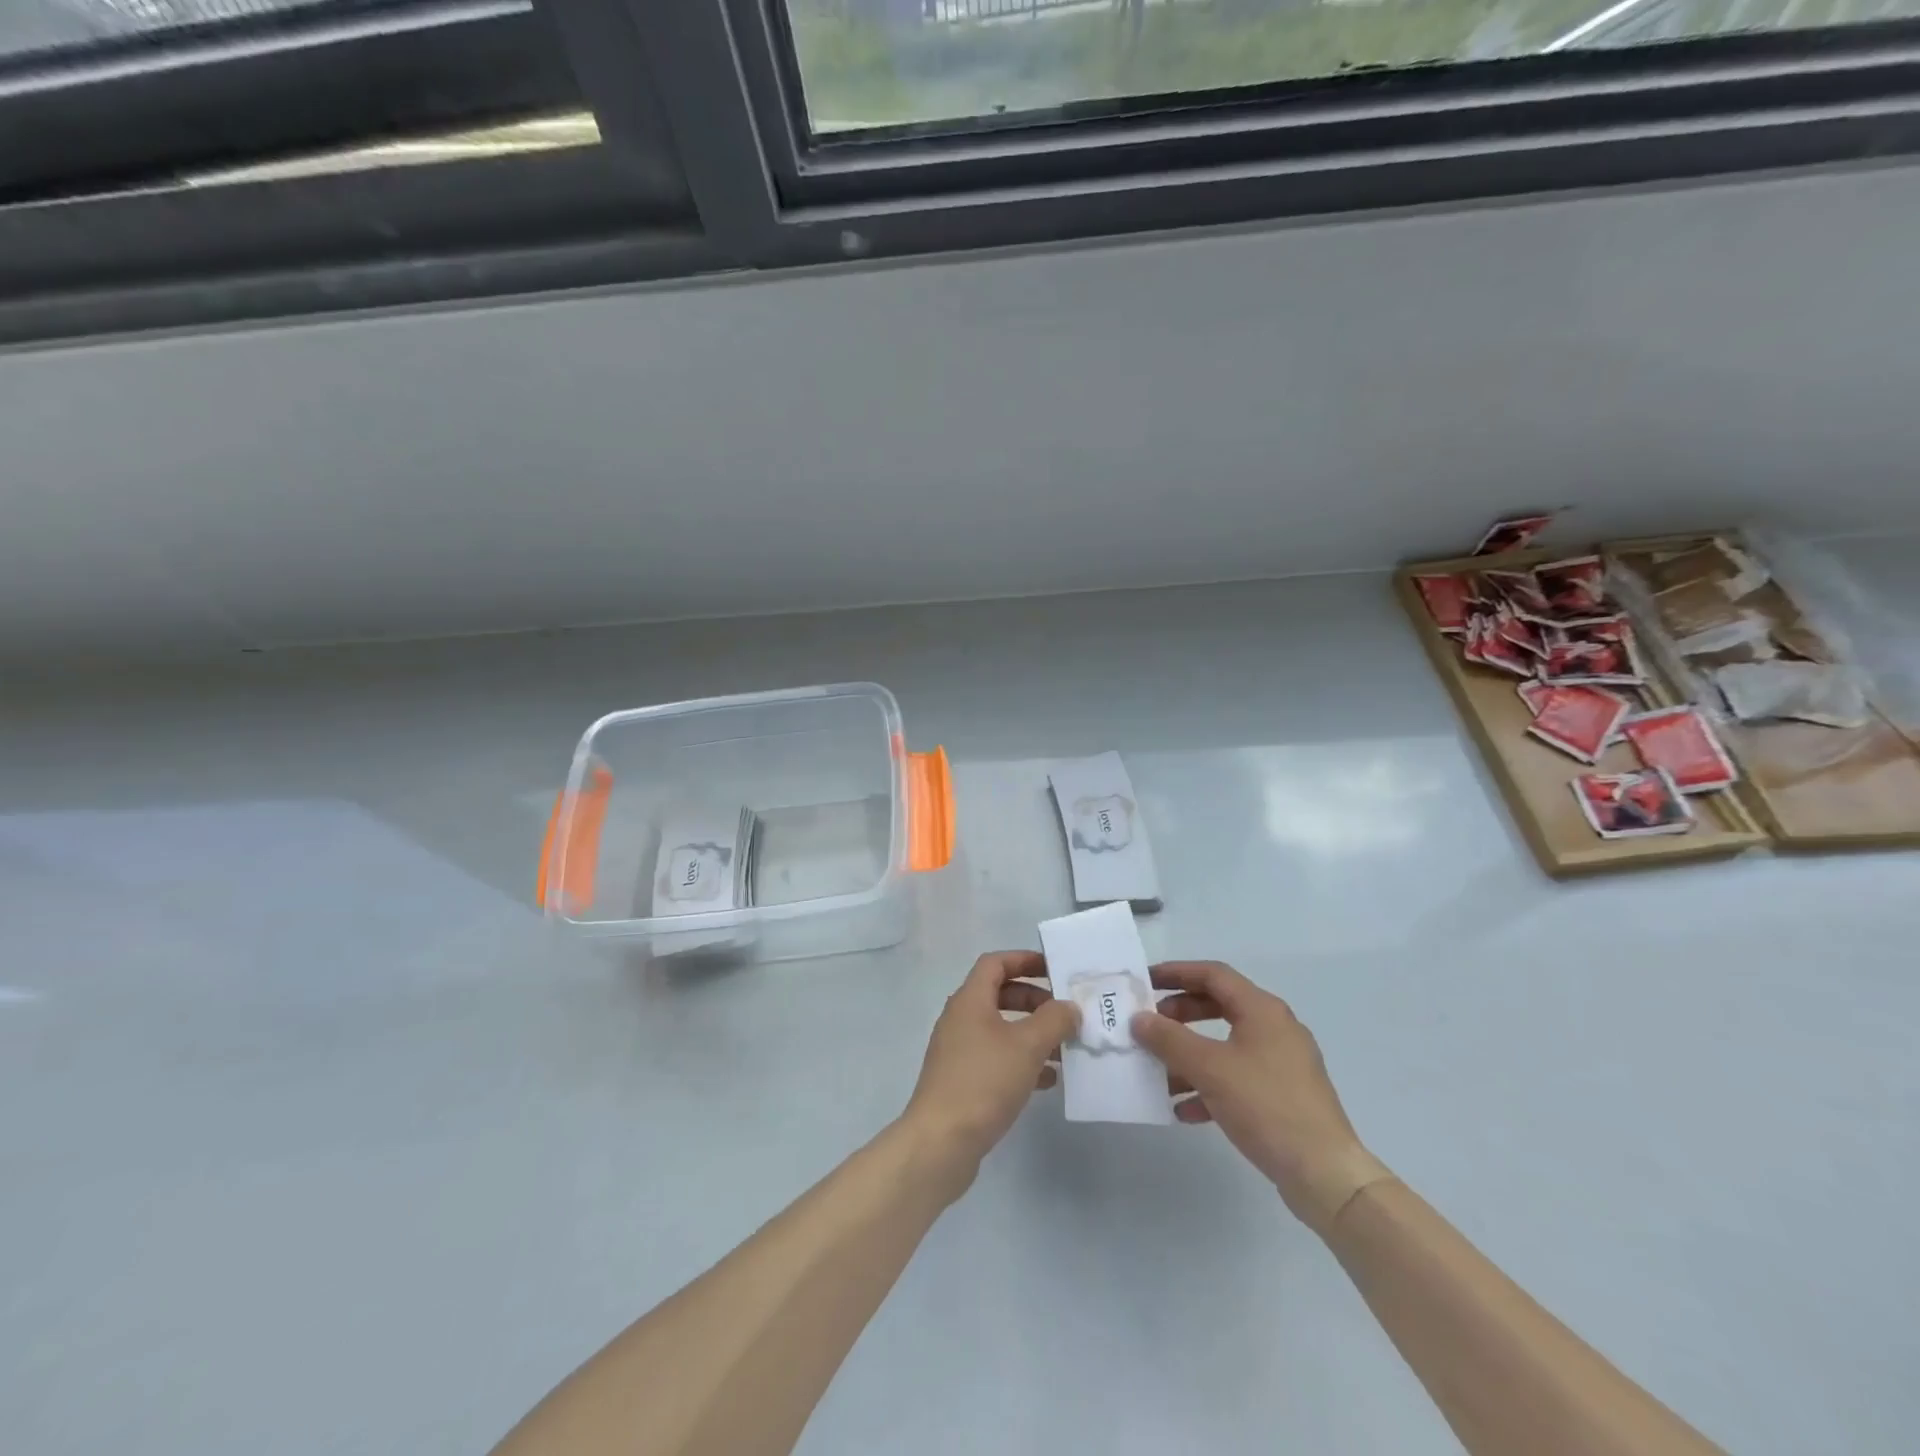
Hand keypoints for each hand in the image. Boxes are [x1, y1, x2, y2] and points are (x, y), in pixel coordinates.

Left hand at [900, 951, 1079, 1196]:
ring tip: (1065, 1049)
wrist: (940, 1142)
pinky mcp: (962, 1080)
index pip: (995, 963)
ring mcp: (958, 1051)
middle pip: (999, 995)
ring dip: (1032, 1034)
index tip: (1053, 969)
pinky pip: (996, 1059)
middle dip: (1034, 1000)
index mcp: (970, 1000)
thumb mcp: (1027, 1046)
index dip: (1024, 960)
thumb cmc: (984, 1082)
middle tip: (1064, 1013)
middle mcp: (960, 1019)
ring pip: (1000, 1030)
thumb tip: (1069, 1006)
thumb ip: (1053, 1020)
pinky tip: (1048, 1080)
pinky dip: (1021, 1061)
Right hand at [1130, 961, 1392, 1235]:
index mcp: (1262, 1010)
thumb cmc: (1266, 1106)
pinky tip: (1184, 1109)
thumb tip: (1139, 1019)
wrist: (1325, 1174)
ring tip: (1158, 1072)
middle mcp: (1275, 1028)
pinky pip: (1237, 1078)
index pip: (1213, 974)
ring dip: (1189, 1055)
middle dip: (1180, 1015)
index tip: (1145, 981)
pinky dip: (1208, 1086)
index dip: (1176, 973)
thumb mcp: (1209, 1068)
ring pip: (1225, 1046)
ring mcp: (1281, 1064)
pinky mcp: (1283, 1097)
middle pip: (1218, 1007)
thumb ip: (1169, 1040)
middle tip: (1150, 1025)